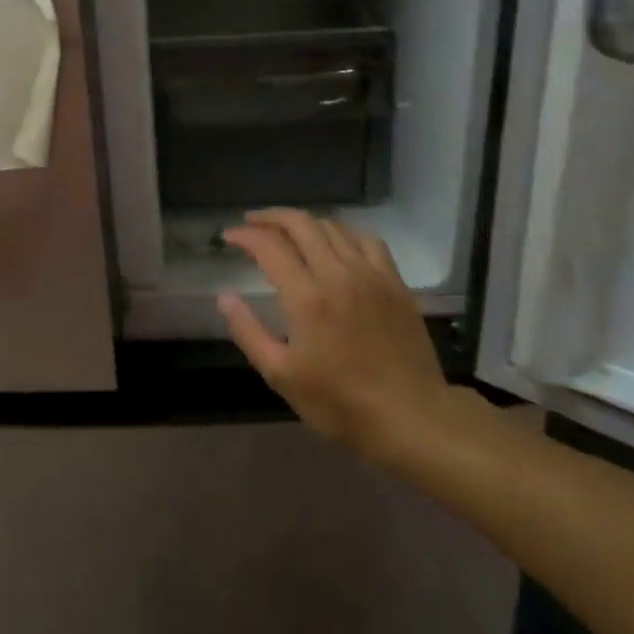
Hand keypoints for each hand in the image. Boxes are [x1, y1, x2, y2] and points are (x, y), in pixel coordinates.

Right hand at [219, 210, 455, 463]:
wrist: (409, 415)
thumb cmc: (339, 402)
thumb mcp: (280, 375)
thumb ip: (248, 331)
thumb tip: (225, 296)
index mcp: (307, 297)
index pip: (270, 247)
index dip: (245, 236)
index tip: (229, 237)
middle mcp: (338, 274)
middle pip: (302, 224)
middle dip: (271, 217)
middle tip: (252, 224)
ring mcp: (371, 275)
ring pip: (334, 227)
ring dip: (305, 222)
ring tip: (288, 231)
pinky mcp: (395, 282)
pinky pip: (367, 240)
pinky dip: (344, 233)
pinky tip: (336, 243)